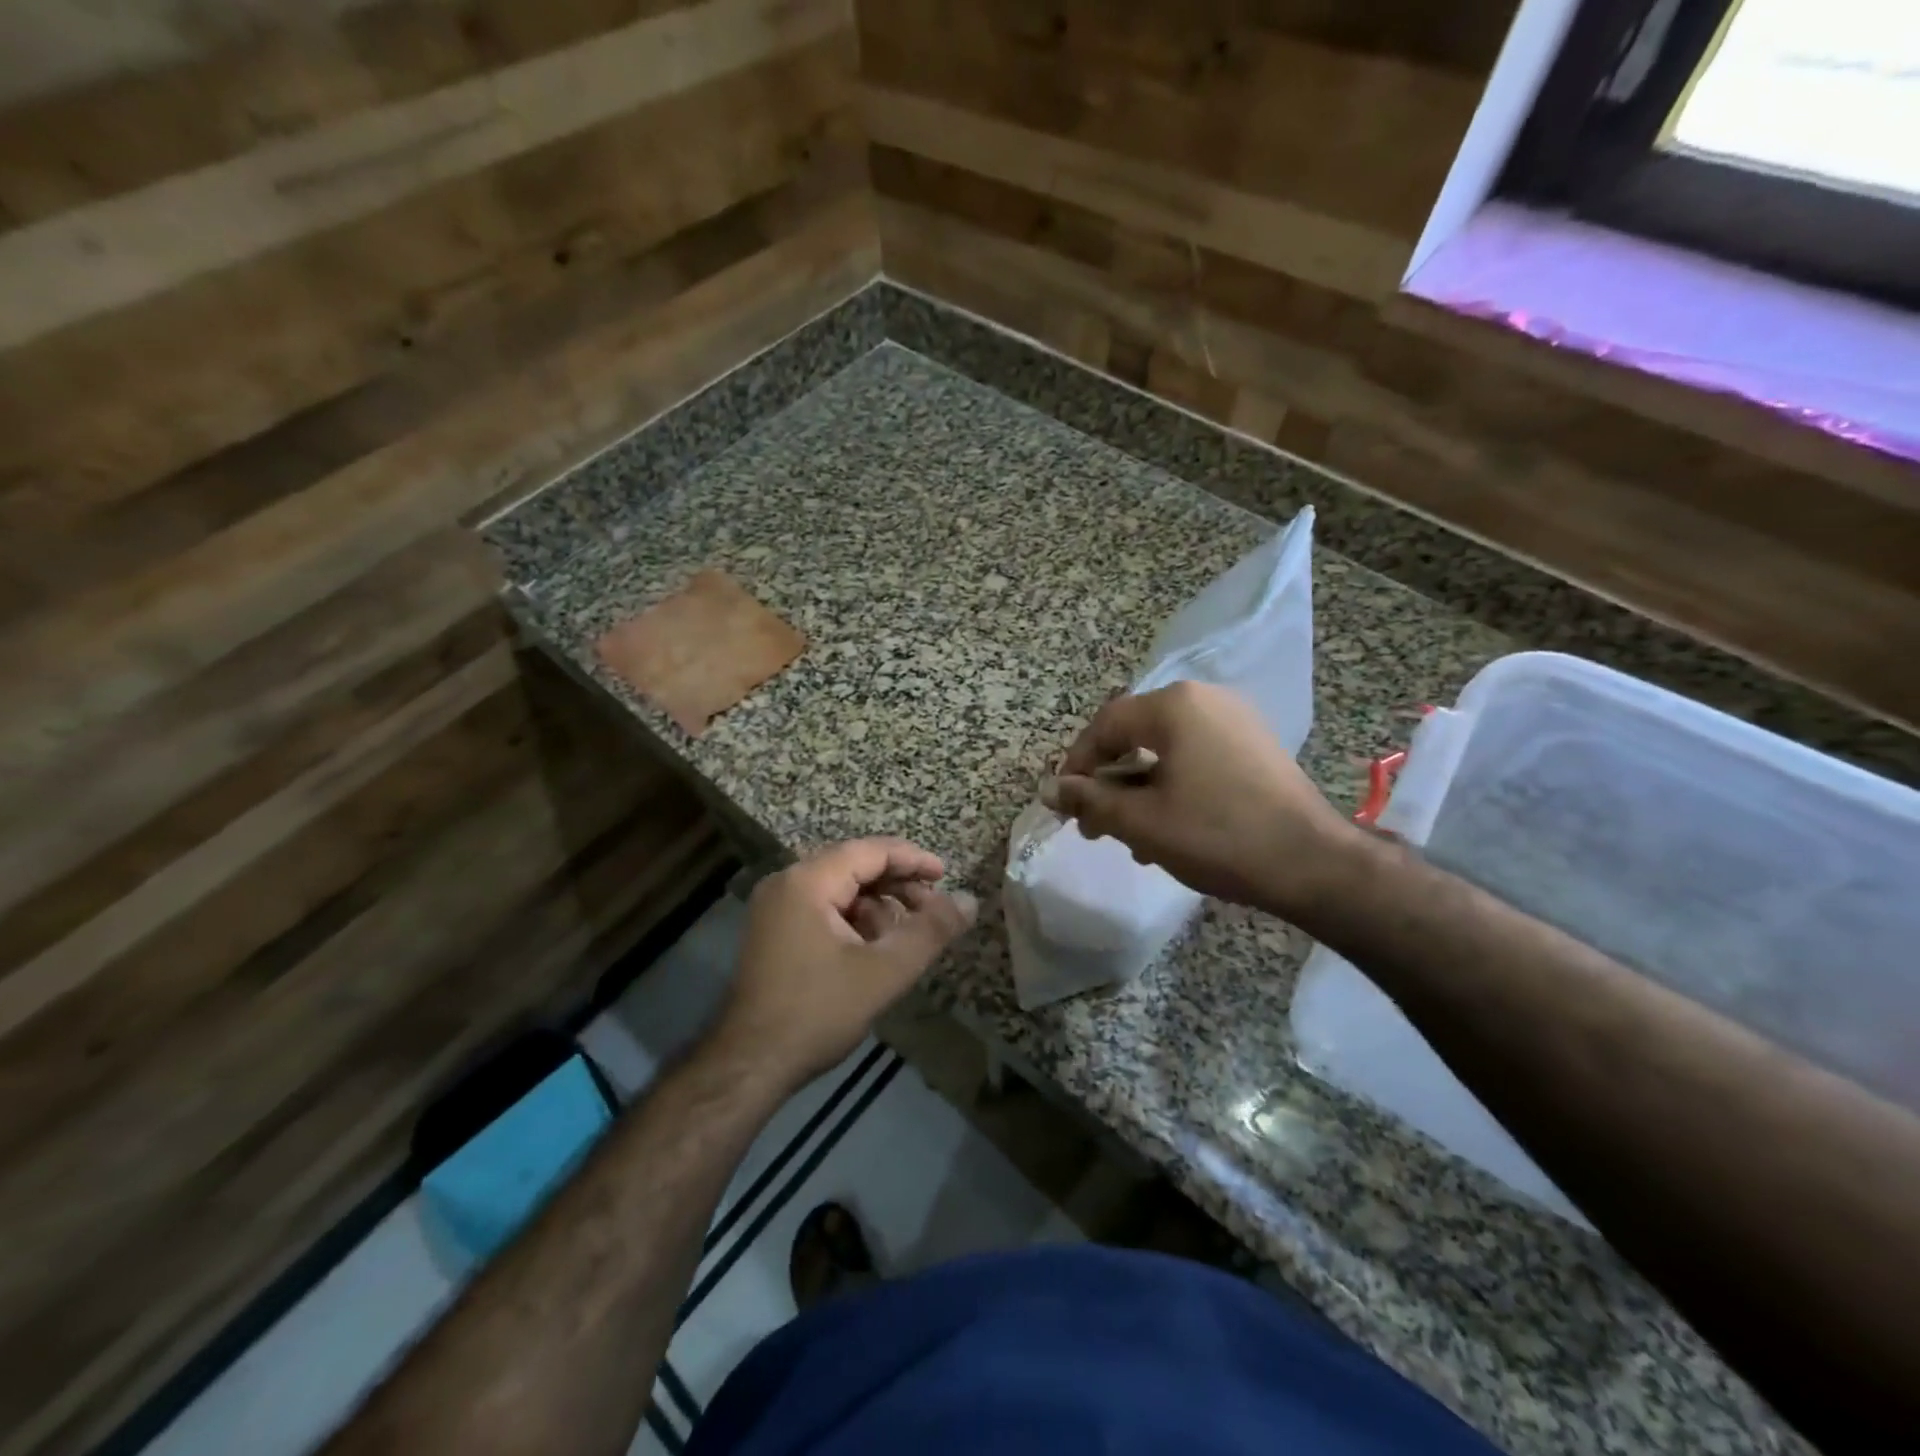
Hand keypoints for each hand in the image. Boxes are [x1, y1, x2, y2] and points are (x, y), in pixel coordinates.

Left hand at [711, 839, 976, 1087]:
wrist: (748, 1066)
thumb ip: (930, 931)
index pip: (870, 851)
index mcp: (807, 881)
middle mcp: (786, 883)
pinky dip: (854, 921)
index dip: (912, 860)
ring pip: (840, 890)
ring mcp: (775, 908)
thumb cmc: (817, 1012)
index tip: (946, 876)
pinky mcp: (773, 932)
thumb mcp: (884, 972)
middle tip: (932, 909)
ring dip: (877, 906)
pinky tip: (874, 949)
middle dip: (896, 885)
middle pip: (853, 867)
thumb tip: (970, 900)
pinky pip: (823, 909)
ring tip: (905, 936)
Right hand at [1043, 681, 1360, 919]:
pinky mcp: (1255, 747)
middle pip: (1135, 735)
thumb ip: (1089, 800)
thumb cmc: (1216, 835)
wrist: (1312, 863)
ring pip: (1166, 751)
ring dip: (1139, 790)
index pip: (1105, 725)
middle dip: (1109, 781)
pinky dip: (1173, 786)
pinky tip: (1169, 829)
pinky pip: (1197, 758)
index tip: (1065, 804)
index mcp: (1174, 706)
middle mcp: (1205, 700)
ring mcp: (1236, 721)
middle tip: (1093, 825)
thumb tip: (1049, 789)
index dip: (1076, 764)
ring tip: (1130, 837)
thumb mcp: (1140, 821)